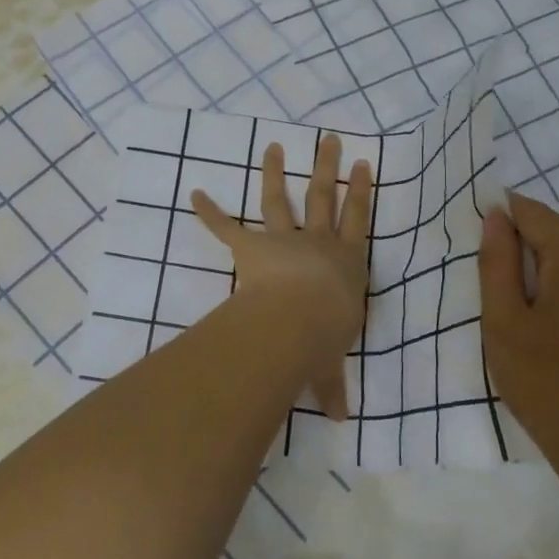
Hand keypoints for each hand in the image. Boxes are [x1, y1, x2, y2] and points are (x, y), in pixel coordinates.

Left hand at [190, 133, 372, 418]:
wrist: (298, 320)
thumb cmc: (325, 337)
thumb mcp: (331, 363)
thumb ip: (332, 384)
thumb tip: (342, 418)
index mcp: (345, 262)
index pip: (357, 220)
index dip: (361, 192)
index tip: (364, 166)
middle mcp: (318, 243)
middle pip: (325, 197)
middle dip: (328, 167)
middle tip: (332, 140)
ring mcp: (283, 240)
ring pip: (281, 199)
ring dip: (276, 172)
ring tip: (274, 146)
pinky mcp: (251, 247)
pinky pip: (227, 227)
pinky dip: (209, 212)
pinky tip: (194, 193)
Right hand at [478, 192, 558, 500]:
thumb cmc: (548, 386)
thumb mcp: (504, 323)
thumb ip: (497, 262)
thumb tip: (497, 216)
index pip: (533, 214)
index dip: (503, 221)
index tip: (485, 253)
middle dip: (529, 259)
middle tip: (509, 308)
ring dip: (554, 280)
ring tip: (540, 330)